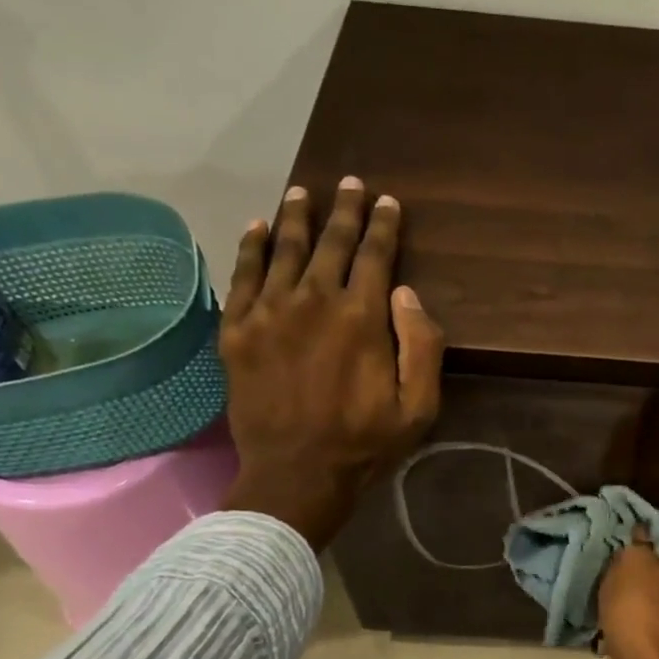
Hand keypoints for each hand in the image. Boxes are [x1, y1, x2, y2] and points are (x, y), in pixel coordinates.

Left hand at [219, 178, 444, 548]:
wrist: (296, 474)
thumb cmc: (365, 444)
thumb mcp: (419, 407)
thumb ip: (422, 346)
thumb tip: (407, 293)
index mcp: (362, 317)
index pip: (376, 256)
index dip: (384, 226)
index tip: (389, 202)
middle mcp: (314, 301)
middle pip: (330, 243)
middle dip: (344, 210)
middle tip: (350, 184)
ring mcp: (269, 313)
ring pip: (283, 249)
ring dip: (296, 217)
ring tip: (303, 192)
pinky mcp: (237, 331)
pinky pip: (242, 276)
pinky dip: (250, 247)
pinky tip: (256, 227)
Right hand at [599, 530, 658, 658]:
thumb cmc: (640, 605)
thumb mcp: (632, 561)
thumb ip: (636, 543)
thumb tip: (642, 530)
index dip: (647, 538)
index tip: (622, 539)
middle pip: (656, 572)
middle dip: (632, 570)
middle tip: (604, 563)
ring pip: (644, 599)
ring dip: (624, 598)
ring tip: (597, 590)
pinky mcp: (655, 645)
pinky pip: (634, 624)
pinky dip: (619, 622)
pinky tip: (599, 619)